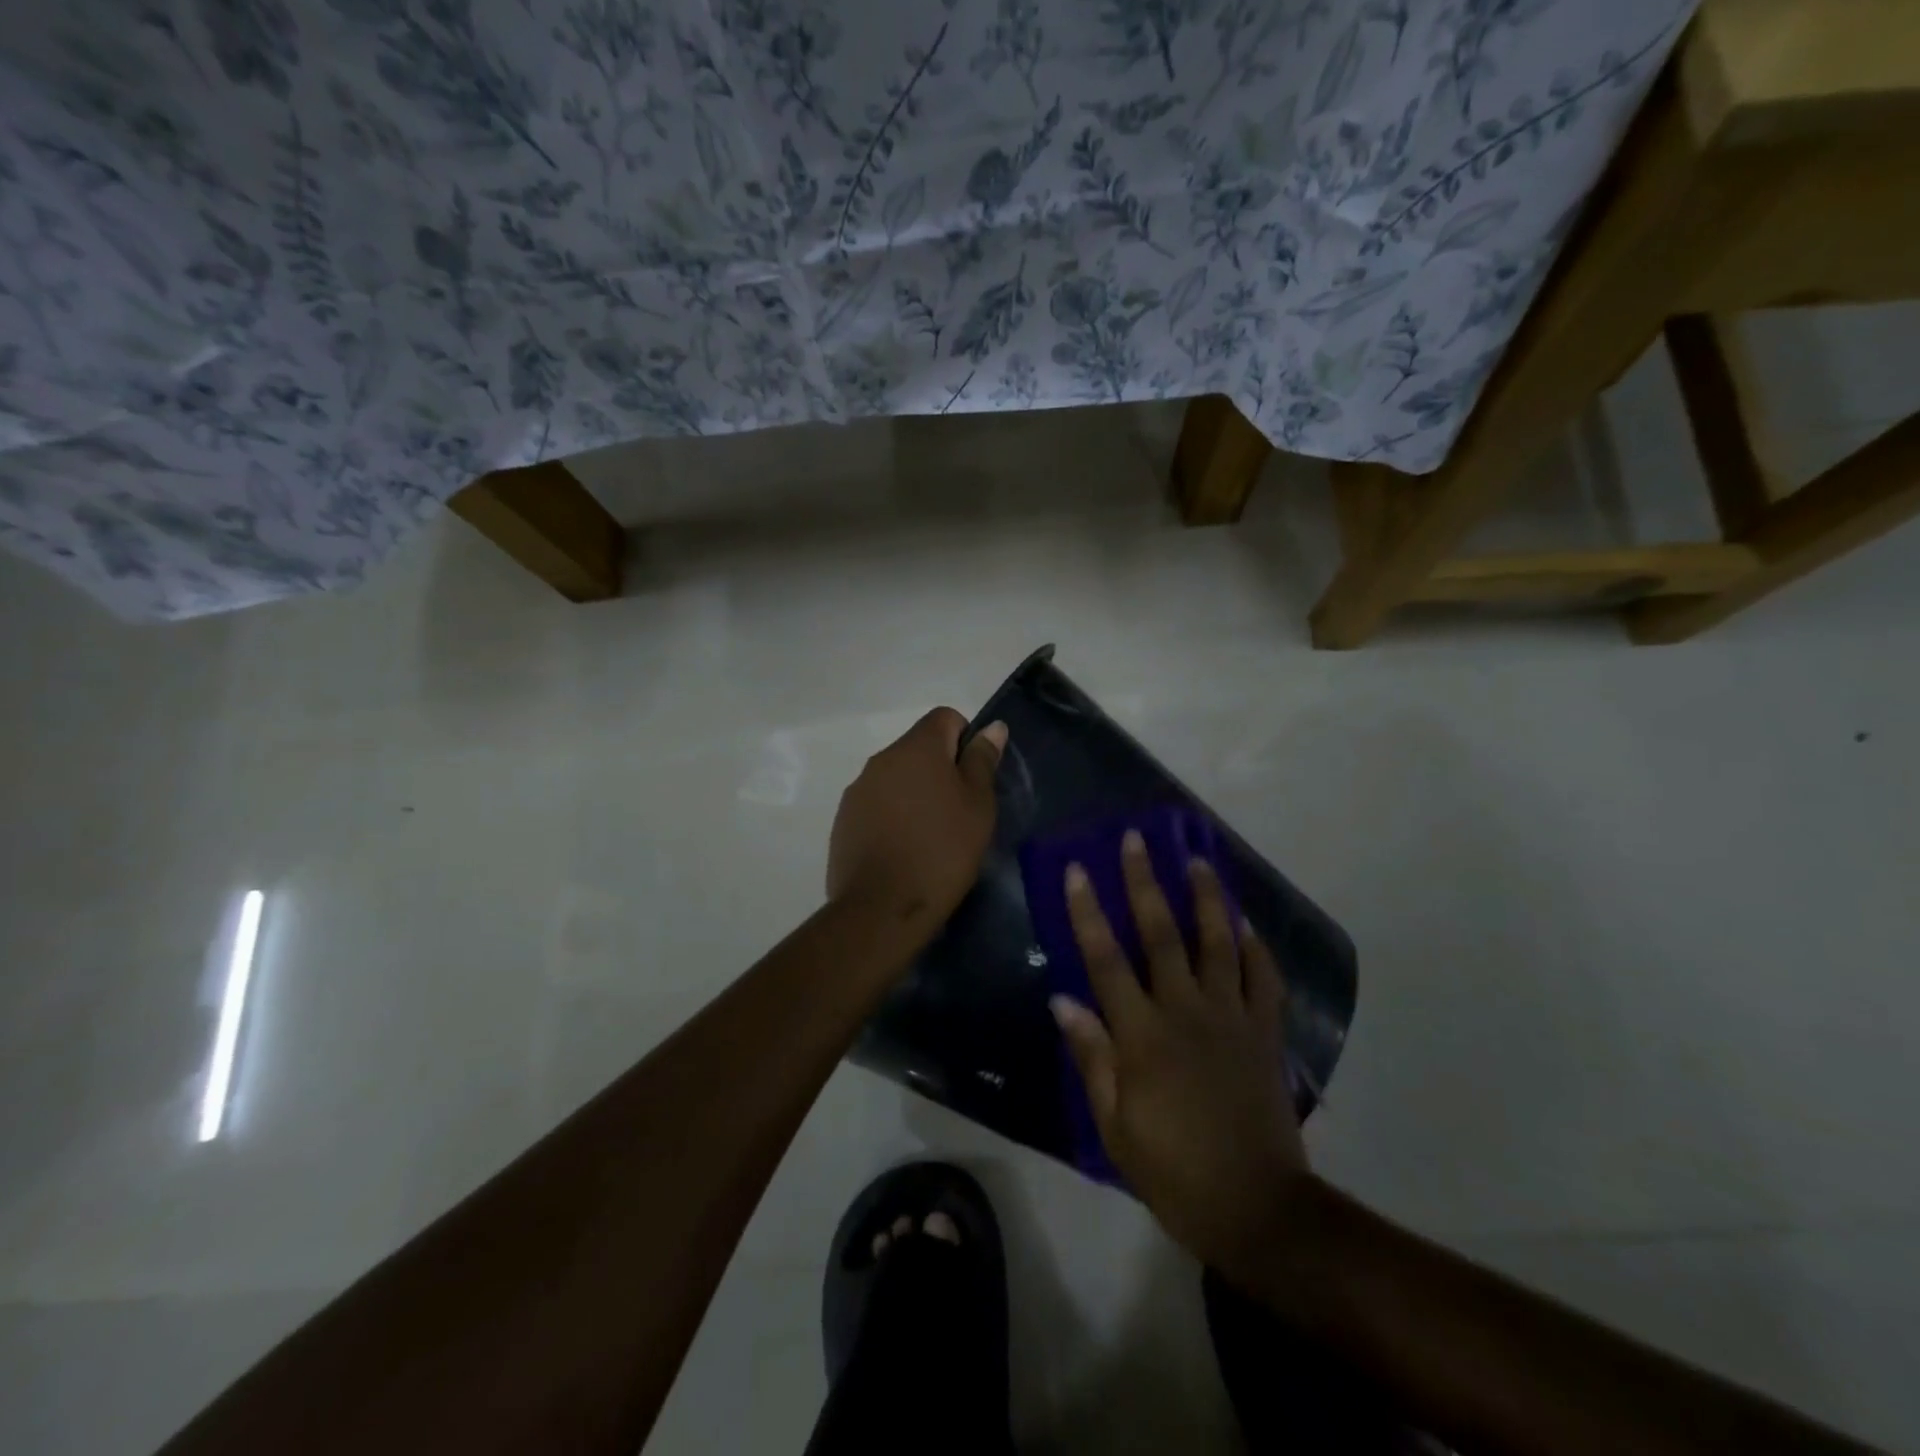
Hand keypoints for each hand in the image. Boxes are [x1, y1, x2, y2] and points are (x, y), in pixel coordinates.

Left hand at [827, 708, 1006, 927]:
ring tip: (931, 836)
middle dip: (940, 770)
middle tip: (959, 812)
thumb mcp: (978, 805)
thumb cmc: (943, 850)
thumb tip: (992, 727)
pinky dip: (893, 816)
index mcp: (916, 747)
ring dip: (915, 794)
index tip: (973, 779)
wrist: (882, 908)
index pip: (945, 717)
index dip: (966, 740)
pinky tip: (904, 850)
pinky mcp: (844, 820)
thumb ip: (982, 761)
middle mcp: (881, 759)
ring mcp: (858, 790)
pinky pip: (877, 804)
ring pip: (897, 777)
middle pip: (919, 748)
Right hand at [1052, 831, 1308, 1276]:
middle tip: (1137, 840)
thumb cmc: (1174, 1171)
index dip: (1088, 912)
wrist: (1257, 1209)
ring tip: (1197, 860)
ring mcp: (1232, 1018)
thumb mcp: (1116, 1126)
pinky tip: (1245, 923)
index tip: (1078, 869)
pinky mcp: (1265, 1033)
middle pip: (1161, 934)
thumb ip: (1093, 1057)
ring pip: (1217, 943)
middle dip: (1145, 882)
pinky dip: (1255, 947)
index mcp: (1143, 1035)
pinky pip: (1263, 979)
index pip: (1105, 959)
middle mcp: (1186, 1012)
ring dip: (1206, 898)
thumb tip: (1063, 999)